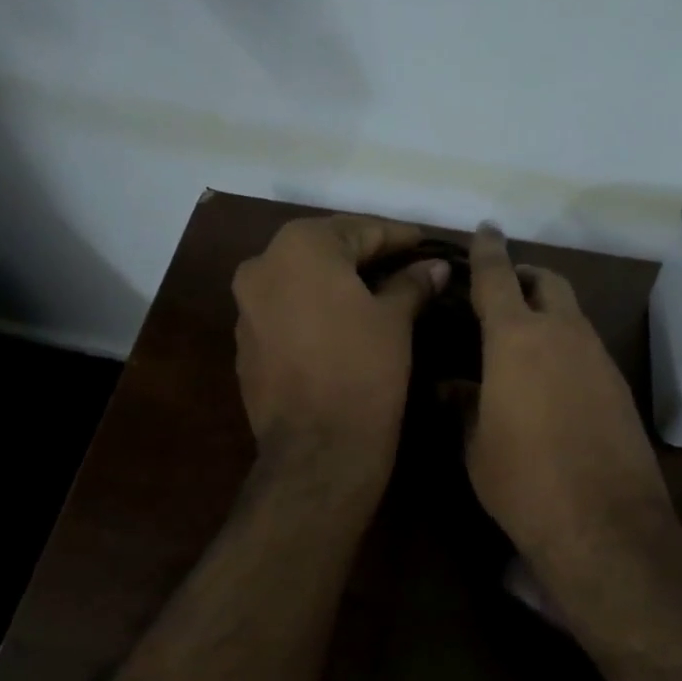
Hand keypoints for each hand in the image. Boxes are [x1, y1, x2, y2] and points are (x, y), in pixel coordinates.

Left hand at [232, 213, 444, 485]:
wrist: (317, 450)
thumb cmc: (363, 371)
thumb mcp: (395, 320)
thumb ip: (412, 283)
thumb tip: (435, 266)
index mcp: (300, 247)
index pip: (359, 230)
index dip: (397, 237)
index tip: (426, 244)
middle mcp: (262, 266)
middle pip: (325, 250)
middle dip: (366, 255)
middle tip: (405, 264)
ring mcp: (246, 307)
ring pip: (302, 281)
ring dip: (337, 282)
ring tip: (378, 292)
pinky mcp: (246, 344)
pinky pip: (287, 311)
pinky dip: (315, 309)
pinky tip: (343, 324)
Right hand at [464, 224, 674, 564]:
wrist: (603, 523)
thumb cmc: (522, 481)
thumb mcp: (476, 445)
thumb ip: (462, 405)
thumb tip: (449, 387)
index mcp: (516, 339)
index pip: (497, 277)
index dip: (488, 250)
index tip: (485, 229)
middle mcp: (563, 335)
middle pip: (549, 282)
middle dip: (526, 276)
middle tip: (503, 292)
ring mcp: (598, 358)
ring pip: (573, 314)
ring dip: (549, 312)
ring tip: (523, 340)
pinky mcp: (619, 385)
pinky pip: (588, 347)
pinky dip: (567, 345)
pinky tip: (552, 379)